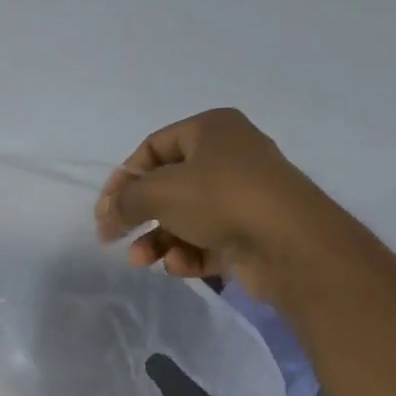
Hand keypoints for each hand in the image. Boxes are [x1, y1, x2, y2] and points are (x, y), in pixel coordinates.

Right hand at [95, 108, 355, 302]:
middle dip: (140, 216)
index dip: (123, 178)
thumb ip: (124, 201)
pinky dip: (188, 254)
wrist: (290, 243)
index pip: (153, 147)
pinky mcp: (250, 233)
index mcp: (211, 130)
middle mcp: (229, 157)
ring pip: (185, 218)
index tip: (105, 209)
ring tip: (142, 260)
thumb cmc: (221, 199)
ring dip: (158, 241)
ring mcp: (242, 197)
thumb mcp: (159, 191)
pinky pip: (207, 241)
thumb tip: (106, 216)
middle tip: (115, 237)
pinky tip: (179, 265)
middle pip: (168, 186)